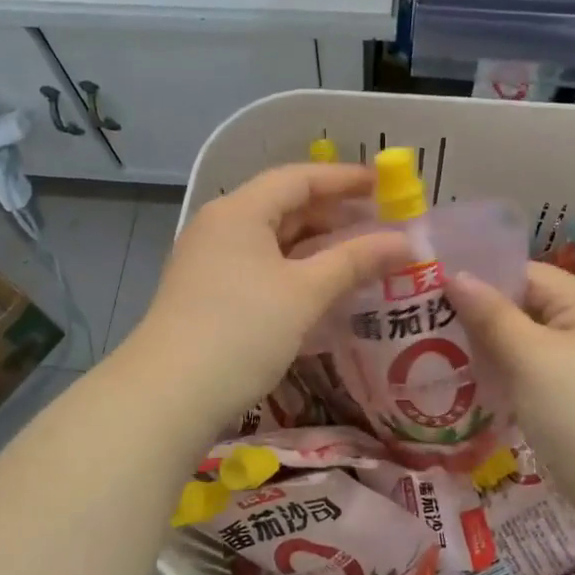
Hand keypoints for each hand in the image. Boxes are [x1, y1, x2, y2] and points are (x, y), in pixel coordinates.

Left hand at [128, 164, 409, 427]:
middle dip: (333, 214)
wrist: (169, 395)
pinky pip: (260, 267)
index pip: (298, 178)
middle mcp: (220, 227)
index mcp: (239, 211)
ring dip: (315, 246)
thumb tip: (404, 241)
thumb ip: (355, 261)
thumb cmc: (242, 331)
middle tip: (379, 225)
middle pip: (283, 206)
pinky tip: (321, 288)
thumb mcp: (305, 293)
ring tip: (359, 256)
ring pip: (272, 240)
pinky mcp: (207, 294)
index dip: (344, 179)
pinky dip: (294, 270)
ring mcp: (209, 261)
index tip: (384, 185)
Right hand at [447, 262, 574, 514]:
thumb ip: (491, 314)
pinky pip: (531, 364)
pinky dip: (504, 367)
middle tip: (429, 324)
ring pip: (524, 337)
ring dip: (488, 343)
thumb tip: (455, 275)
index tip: (434, 293)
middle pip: (523, 304)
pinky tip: (472, 377)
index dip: (481, 280)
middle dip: (479, 314)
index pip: (524, 274)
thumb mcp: (529, 357)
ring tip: (441, 349)